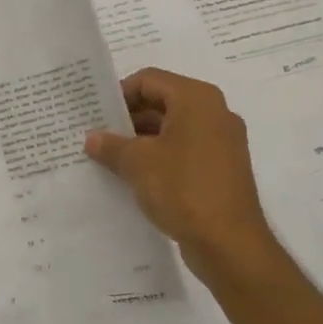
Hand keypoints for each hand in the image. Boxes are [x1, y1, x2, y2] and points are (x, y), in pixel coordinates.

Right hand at [84, 68, 283, 287]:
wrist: (230, 243)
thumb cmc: (183, 188)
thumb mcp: (137, 163)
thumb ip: (111, 146)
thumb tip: (92, 139)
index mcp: (197, 99)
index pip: (149, 80)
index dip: (119, 93)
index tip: (94, 113)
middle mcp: (214, 113)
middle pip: (162, 102)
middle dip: (128, 118)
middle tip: (97, 135)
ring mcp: (222, 142)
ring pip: (173, 128)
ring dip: (141, 139)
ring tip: (110, 157)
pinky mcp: (222, 169)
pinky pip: (184, 150)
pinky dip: (160, 156)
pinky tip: (135, 176)